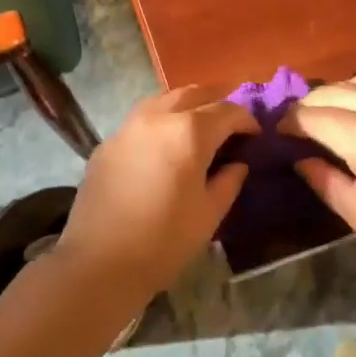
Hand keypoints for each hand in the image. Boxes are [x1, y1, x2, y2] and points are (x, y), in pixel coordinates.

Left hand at [57, 86, 257, 299]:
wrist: (99, 262)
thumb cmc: (164, 241)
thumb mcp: (209, 214)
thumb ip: (229, 181)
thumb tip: (238, 164)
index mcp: (189, 132)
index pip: (227, 111)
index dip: (247, 120)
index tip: (255, 136)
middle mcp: (158, 117)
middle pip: (194, 94)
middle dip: (216, 104)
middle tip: (228, 127)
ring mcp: (128, 126)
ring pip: (163, 100)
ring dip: (185, 107)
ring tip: (196, 131)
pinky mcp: (107, 142)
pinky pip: (140, 120)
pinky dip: (159, 124)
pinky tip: (162, 148)